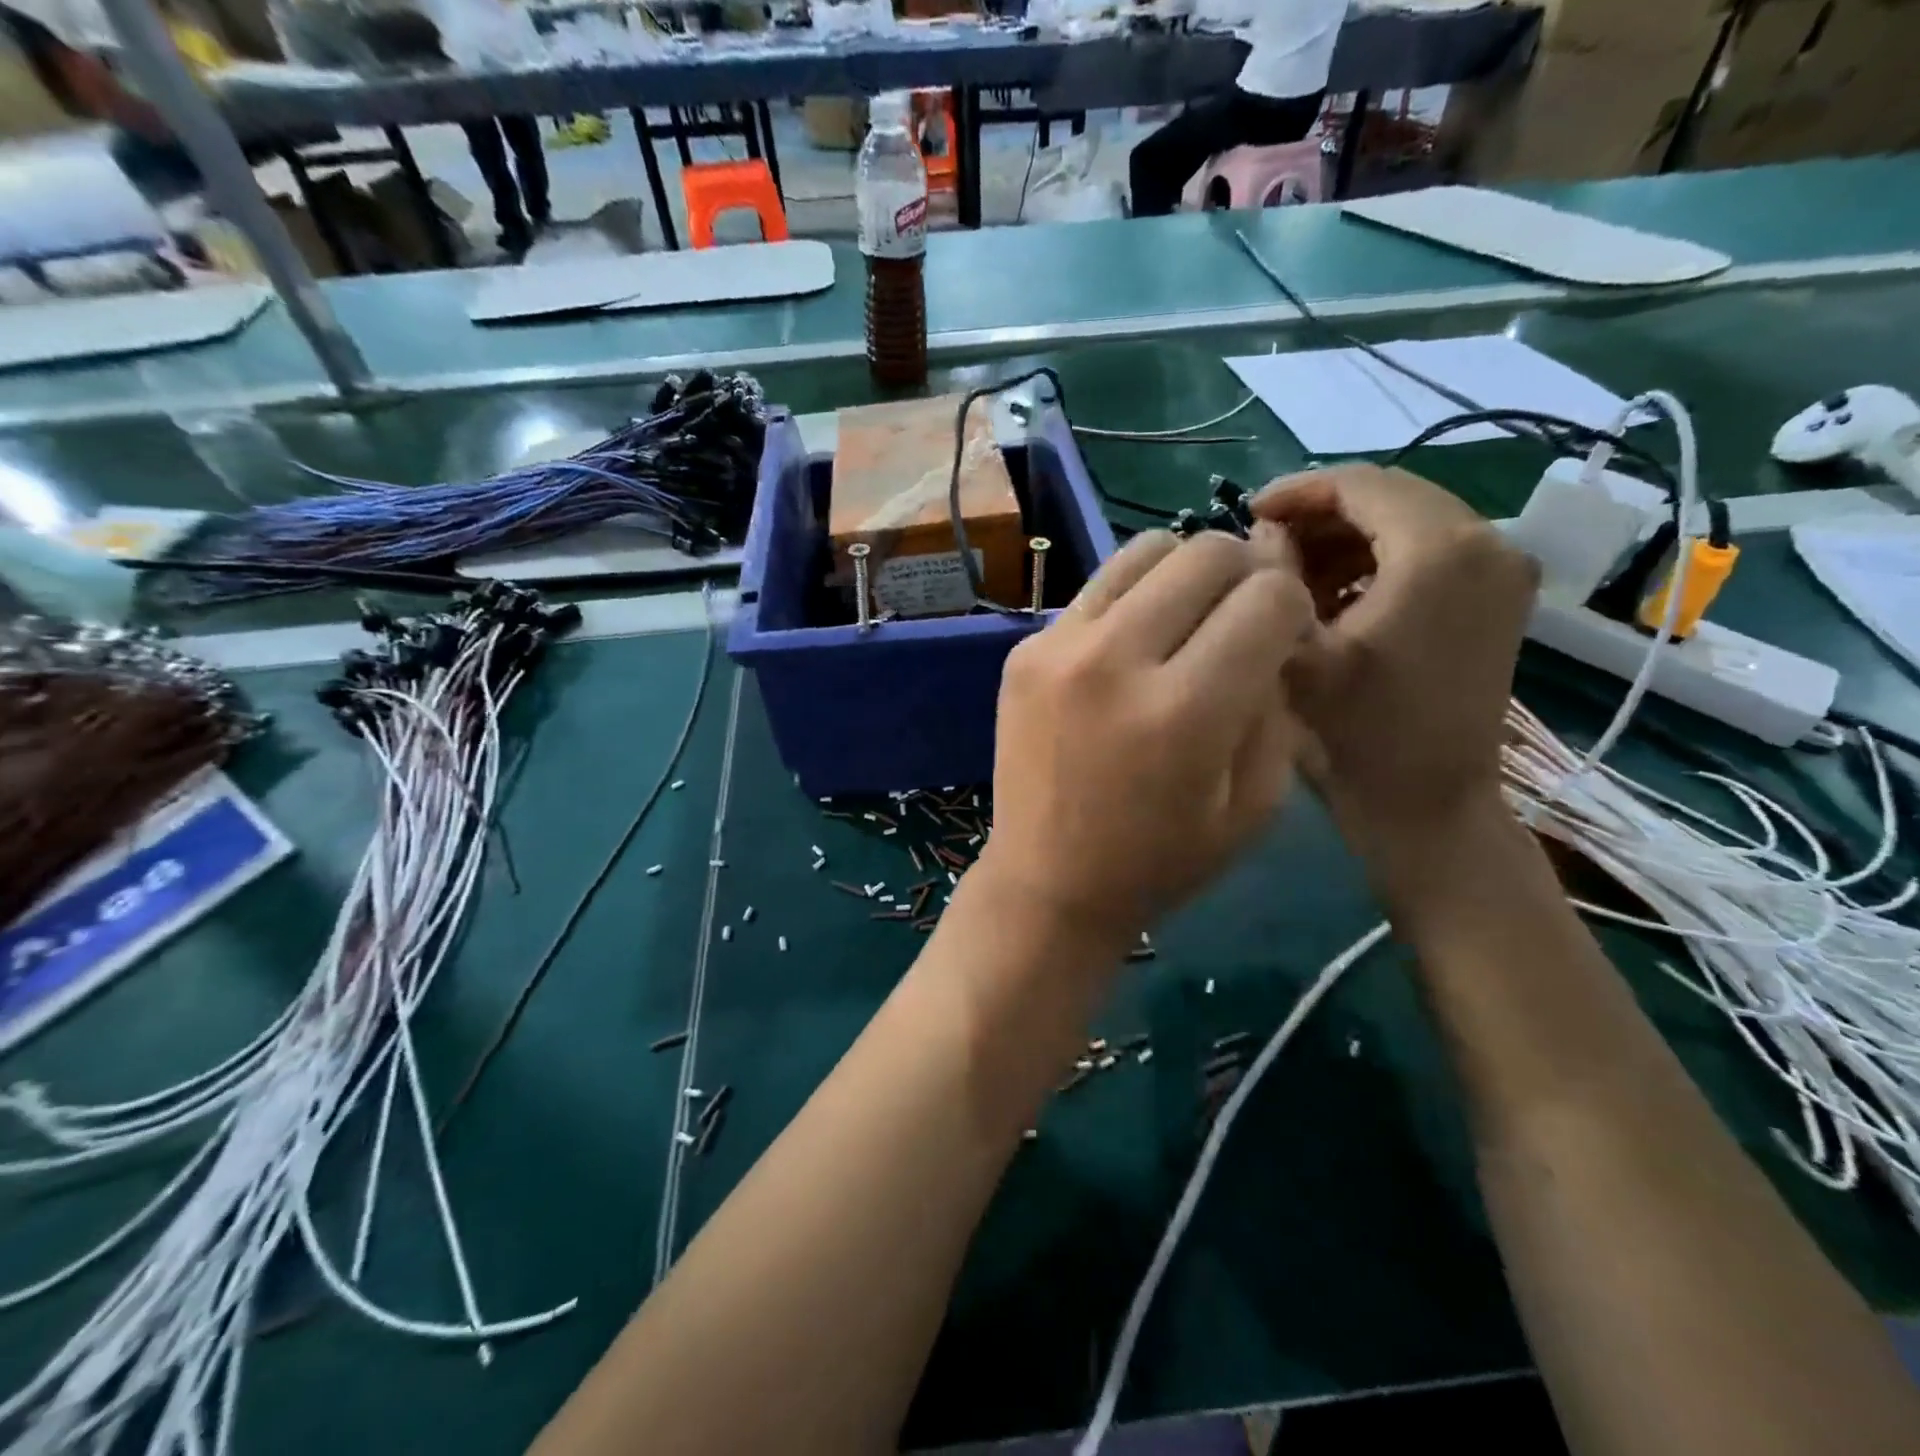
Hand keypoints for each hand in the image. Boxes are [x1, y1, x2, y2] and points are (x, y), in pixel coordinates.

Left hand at [979, 527, 1312, 944]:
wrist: (1047, 880)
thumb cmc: (1160, 860)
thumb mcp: (1254, 804)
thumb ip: (1276, 706)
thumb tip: (1273, 633)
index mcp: (1185, 711)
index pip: (1268, 597)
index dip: (1293, 609)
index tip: (1282, 639)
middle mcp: (1116, 661)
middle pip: (1206, 552)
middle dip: (1244, 575)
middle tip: (1240, 616)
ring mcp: (1058, 647)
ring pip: (1145, 549)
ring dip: (1183, 572)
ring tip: (1185, 618)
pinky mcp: (1024, 649)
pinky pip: (1095, 588)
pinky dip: (1129, 601)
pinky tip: (1129, 646)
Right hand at [1252, 466, 1536, 889]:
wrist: (1429, 805)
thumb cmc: (1359, 734)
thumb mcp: (1298, 655)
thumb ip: (1271, 579)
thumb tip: (1262, 534)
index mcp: (1439, 550)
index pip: (1360, 483)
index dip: (1297, 491)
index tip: (1246, 514)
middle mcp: (1487, 542)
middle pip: (1389, 496)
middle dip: (1319, 515)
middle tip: (1263, 546)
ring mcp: (1502, 569)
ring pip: (1408, 520)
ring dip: (1344, 538)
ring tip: (1291, 573)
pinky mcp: (1498, 597)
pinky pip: (1429, 550)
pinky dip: (1376, 559)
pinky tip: (1334, 594)